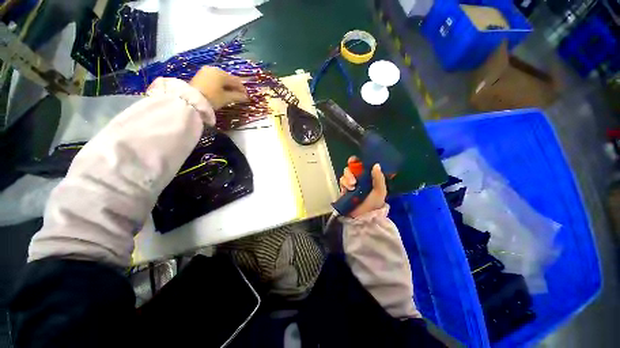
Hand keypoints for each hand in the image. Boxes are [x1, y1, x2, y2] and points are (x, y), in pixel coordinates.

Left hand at [190, 67, 247, 108]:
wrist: (191, 99)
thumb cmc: (212, 97)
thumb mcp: (226, 98)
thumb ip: (237, 96)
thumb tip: (246, 97)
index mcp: (222, 74)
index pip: (236, 81)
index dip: (242, 89)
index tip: (246, 96)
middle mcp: (214, 69)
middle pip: (228, 78)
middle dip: (234, 87)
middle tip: (238, 95)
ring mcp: (206, 71)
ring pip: (221, 78)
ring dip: (226, 86)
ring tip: (230, 94)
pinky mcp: (200, 75)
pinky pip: (214, 79)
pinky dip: (219, 85)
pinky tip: (221, 91)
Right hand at [339, 156, 386, 217]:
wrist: (363, 217)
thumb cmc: (373, 204)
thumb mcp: (380, 191)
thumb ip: (379, 178)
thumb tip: (376, 164)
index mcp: (368, 177)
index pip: (361, 165)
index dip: (357, 161)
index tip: (354, 160)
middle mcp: (359, 178)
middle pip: (351, 168)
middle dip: (351, 172)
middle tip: (354, 180)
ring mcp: (351, 184)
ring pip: (345, 174)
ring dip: (348, 178)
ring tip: (352, 186)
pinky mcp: (344, 189)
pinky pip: (341, 181)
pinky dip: (344, 183)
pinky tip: (348, 189)